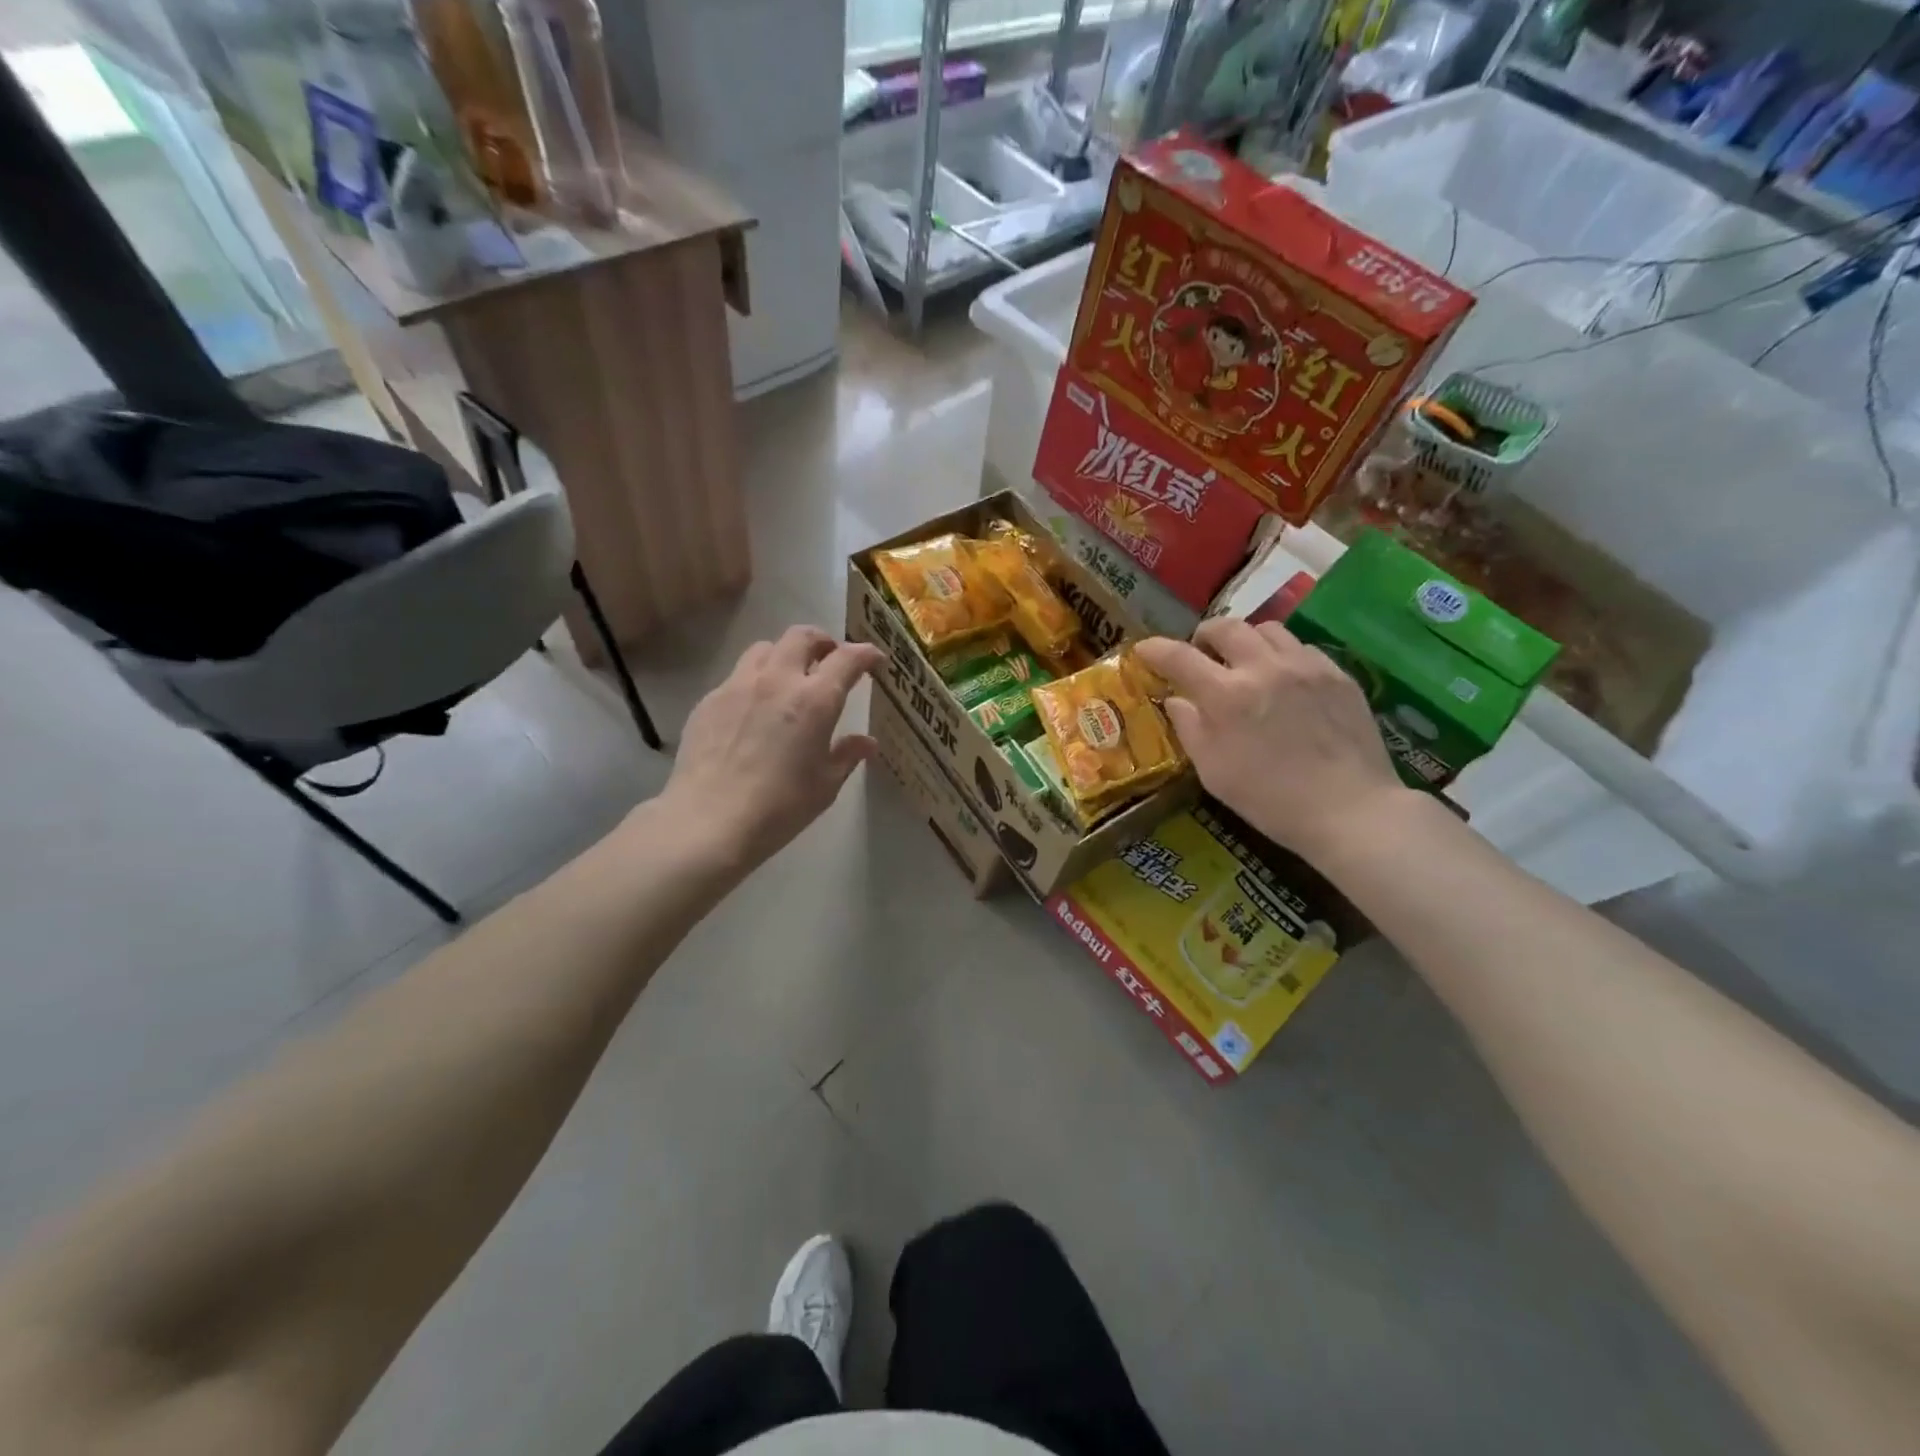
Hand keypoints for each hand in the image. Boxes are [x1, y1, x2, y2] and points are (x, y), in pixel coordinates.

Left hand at [660, 627, 884, 872]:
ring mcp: (738, 686)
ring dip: (784, 655)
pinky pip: (737, 676)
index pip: (847, 658)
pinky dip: (755, 682)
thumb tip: (866, 742)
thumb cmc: (780, 806)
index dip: (865, 653)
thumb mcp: (826, 785)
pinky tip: (754, 711)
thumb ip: (847, 755)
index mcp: (815, 699)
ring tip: (789, 677)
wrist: (710, 820)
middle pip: (802, 637)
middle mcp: (777, 680)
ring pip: (765, 649)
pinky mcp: (709, 700)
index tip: (874, 660)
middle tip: (830, 659)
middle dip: (822, 642)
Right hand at [1134, 619, 1408, 862]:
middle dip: (1204, 635)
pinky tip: (1284, 679)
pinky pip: (1301, 647)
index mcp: (1226, 695)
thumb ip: (1189, 728)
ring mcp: (1305, 666)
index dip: (1155, 649)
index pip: (1179, 656)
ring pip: (1267, 629)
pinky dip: (1282, 655)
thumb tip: (1176, 700)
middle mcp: (1264, 667)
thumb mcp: (1213, 772)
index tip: (1144, 650)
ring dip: (1245, 640)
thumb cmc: (1270, 799)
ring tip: (1244, 661)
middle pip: (1226, 627)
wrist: (1350, 809)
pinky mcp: (1337, 674)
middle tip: (1200, 653)